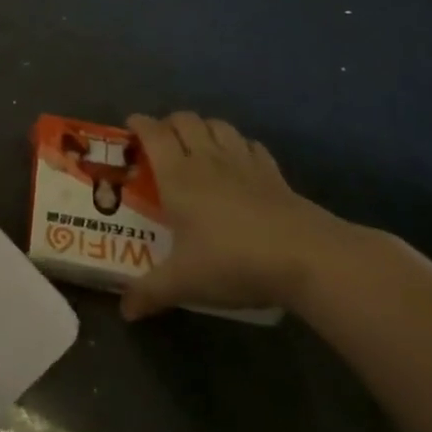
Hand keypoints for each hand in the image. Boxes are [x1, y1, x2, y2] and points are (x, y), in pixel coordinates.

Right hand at [121, 112, 350, 320]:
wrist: (306, 257)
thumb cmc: (232, 261)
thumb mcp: (184, 282)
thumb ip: (150, 292)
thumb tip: (125, 311)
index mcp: (178, 175)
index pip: (153, 133)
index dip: (139, 123)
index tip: (130, 126)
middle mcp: (207, 159)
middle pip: (185, 120)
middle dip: (169, 122)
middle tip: (161, 140)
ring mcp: (244, 163)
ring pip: (219, 126)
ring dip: (203, 128)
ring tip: (197, 144)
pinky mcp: (274, 173)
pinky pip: (251, 145)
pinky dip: (239, 145)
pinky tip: (238, 162)